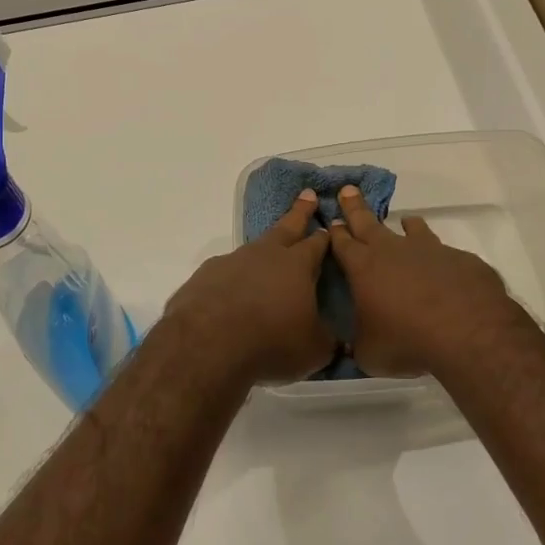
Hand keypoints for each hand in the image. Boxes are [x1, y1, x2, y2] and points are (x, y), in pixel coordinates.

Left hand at [163, 191, 334, 386]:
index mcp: (298, 264)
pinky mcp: (206, 275)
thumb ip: (327, 339)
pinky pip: (226, 271)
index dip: (326, 235)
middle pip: (287, 227)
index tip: (331, 225)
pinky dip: (233, 277)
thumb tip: (338, 341)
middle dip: (300, 212)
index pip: (317, 243)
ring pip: (254, 249)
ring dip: (263, 250)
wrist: (208, 343)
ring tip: (267, 256)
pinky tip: (232, 291)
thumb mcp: (314, 349)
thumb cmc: (272, 341)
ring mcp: (232, 261)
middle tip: (307, 195)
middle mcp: (266, 254)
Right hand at [328, 185, 531, 377]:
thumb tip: (350, 347)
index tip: (331, 220)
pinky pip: (445, 253)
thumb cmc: (406, 340)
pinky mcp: (459, 259)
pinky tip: (446, 269)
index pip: (343, 243)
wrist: (466, 330)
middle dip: (355, 207)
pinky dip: (440, 257)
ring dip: (407, 225)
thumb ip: (358, 344)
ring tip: (407, 221)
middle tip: (348, 189)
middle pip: (368, 223)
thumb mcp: (369, 353)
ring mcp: (429, 251)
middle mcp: (393, 251)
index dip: (335, 232)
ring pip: (413, 230)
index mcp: (364, 268)